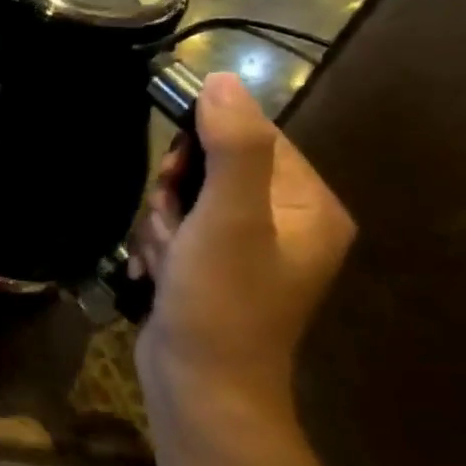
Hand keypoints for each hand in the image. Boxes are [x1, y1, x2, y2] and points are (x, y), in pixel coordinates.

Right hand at [132, 74, 355, 435]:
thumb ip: (231, 146)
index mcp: (309, 204)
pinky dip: (158, 245)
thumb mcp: (228, 219)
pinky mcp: (212, 269)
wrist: (199, 388)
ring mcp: (246, 248)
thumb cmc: (221, 303)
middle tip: (172, 229)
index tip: (175, 179)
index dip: (202, 148)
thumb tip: (222, 78)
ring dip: (160, 223)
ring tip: (164, 261)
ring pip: (186, 199)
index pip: (253, 137)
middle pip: (213, 168)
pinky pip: (178, 230)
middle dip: (176, 195)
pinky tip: (156, 274)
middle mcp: (285, 221)